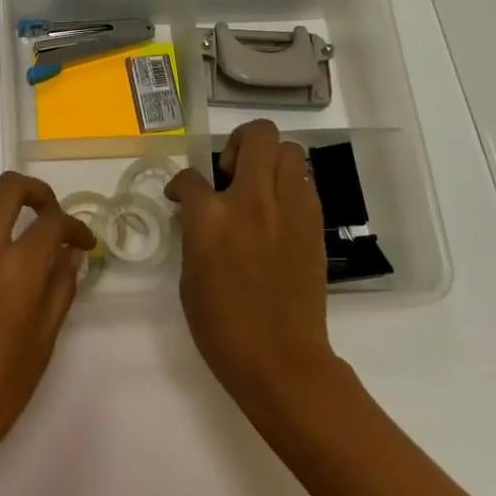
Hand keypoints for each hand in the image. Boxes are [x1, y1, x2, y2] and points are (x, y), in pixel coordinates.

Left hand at [0, 172, 96, 482]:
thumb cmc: (0, 385)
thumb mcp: (44, 340)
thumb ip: (60, 288)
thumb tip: (70, 254)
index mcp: (19, 269)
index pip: (53, 222)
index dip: (75, 227)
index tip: (80, 243)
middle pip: (9, 187)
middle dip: (36, 193)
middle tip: (44, 214)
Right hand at [166, 121, 338, 423]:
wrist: (280, 359)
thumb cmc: (221, 325)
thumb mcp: (190, 274)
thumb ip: (195, 232)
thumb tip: (199, 213)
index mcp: (211, 216)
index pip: (190, 176)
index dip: (181, 184)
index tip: (181, 197)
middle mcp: (253, 200)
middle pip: (257, 135)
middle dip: (238, 143)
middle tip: (230, 173)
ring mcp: (289, 209)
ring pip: (290, 150)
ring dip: (270, 160)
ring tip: (258, 188)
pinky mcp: (314, 224)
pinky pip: (304, 183)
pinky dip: (290, 185)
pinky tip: (277, 212)